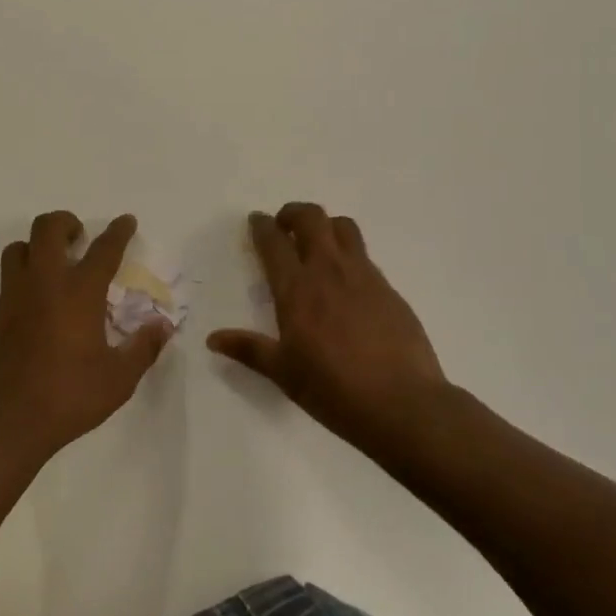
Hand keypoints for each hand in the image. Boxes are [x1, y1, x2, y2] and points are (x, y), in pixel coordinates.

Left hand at [0, 211, 171, 465]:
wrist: (3, 424)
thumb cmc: (67, 398)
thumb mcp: (118, 380)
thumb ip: (143, 348)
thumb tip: (162, 326)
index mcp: (79, 293)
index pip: (103, 249)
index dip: (118, 231)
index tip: (126, 221)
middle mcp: (43, 284)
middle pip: (47, 228)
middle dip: (66, 222)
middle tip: (80, 237)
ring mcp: (13, 298)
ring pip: (18, 249)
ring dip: (37, 246)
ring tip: (54, 265)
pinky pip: (8, 282)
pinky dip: (24, 280)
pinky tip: (37, 308)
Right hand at [209, 205, 446, 455]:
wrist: (402, 402)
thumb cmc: (333, 389)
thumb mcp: (284, 373)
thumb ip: (249, 349)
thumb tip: (213, 339)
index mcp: (297, 288)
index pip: (274, 242)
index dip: (262, 226)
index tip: (256, 220)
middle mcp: (329, 270)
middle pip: (312, 218)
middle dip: (293, 213)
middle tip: (284, 226)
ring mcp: (363, 275)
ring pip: (343, 227)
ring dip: (326, 225)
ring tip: (318, 243)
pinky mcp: (388, 287)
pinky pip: (364, 255)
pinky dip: (349, 255)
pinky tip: (347, 283)